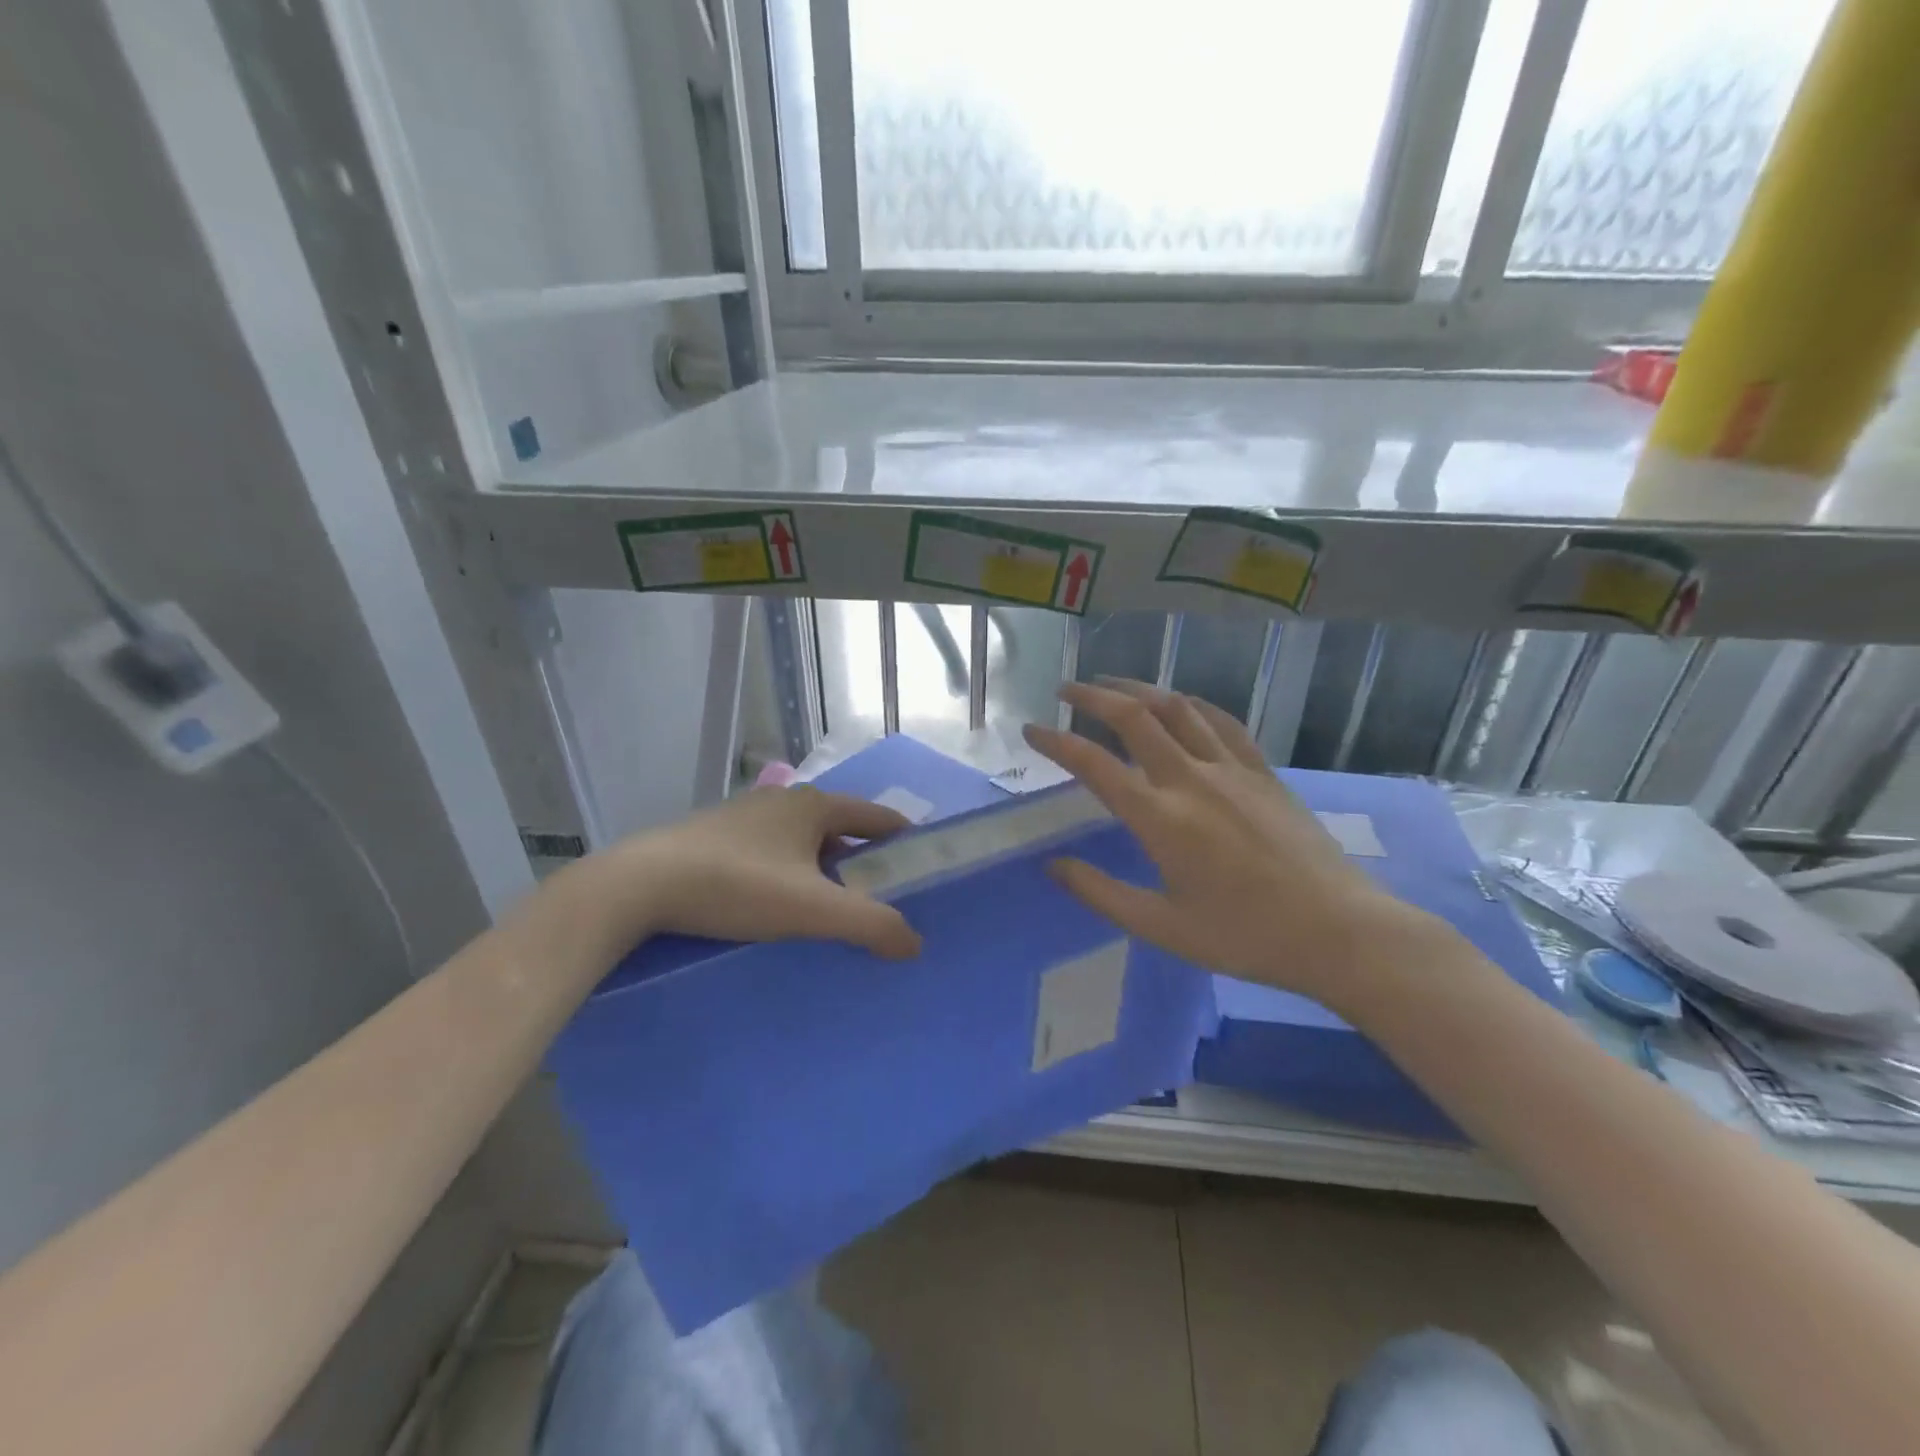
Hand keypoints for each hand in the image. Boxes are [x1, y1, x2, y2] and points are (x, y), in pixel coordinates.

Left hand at [591, 786, 924, 959]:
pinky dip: (790, 873)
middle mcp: (784, 801)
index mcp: (815, 806)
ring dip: (824, 870)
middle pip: (842, 830)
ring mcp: (747, 816)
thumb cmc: (738, 886)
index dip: (904, 841)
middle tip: (879, 901)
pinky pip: (772, 853)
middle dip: (863, 862)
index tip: (921, 872)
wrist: (641, 885)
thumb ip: (871, 925)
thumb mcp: (813, 909)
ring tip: (831, 910)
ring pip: (804, 842)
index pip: (878, 817)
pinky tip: (778, 905)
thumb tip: (914, 944)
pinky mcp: (717, 837)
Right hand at [1023, 680, 1439, 1010]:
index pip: (1094, 764)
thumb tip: (1053, 866)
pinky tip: (1180, 704)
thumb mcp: (1162, 927)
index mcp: (1160, 818)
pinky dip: (1191, 705)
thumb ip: (1101, 893)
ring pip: (1177, 708)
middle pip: (1134, 717)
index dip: (1056, 742)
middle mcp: (1191, 779)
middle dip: (1093, 696)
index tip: (1032, 730)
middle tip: (1065, 689)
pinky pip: (1221, 722)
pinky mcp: (1263, 771)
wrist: (1339, 932)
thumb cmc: (1244, 937)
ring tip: (1112, 685)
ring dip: (1139, 689)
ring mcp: (1232, 769)